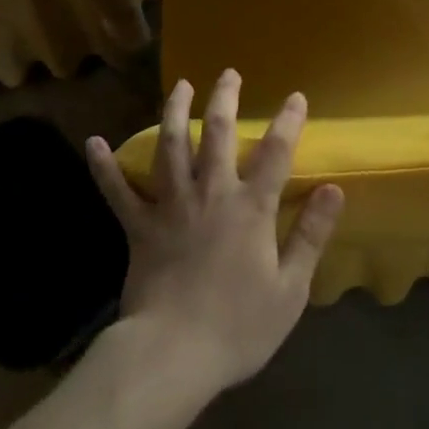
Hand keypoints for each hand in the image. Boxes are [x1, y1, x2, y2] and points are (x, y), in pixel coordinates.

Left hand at [86, 71, 343, 394]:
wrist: (171, 356)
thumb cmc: (238, 326)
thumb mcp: (290, 288)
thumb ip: (311, 234)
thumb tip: (334, 189)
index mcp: (250, 208)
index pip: (276, 153)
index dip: (288, 122)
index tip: (295, 96)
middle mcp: (211, 194)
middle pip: (218, 134)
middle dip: (225, 99)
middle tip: (228, 73)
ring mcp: (171, 206)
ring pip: (171, 147)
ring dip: (175, 112)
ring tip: (180, 86)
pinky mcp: (139, 227)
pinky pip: (118, 191)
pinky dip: (105, 167)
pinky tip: (94, 143)